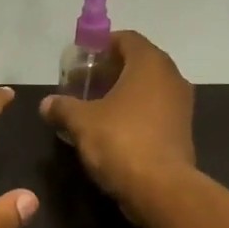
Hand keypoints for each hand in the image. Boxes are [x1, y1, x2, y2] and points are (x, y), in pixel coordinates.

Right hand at [38, 31, 196, 213]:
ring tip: (92, 108)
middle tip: (81, 85)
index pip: (126, 38)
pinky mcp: (181, 130)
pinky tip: (110, 130)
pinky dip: (133, 112)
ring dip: (120, 93)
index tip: (79, 61)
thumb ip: (62, 107)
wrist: (161, 189)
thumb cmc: (120, 142)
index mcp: (149, 64)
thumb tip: (47, 104)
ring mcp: (180, 105)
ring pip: (146, 88)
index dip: (100, 45)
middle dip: (108, 71)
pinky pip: (153, 110)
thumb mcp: (81, 122)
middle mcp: (171, 77)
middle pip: (137, 63)